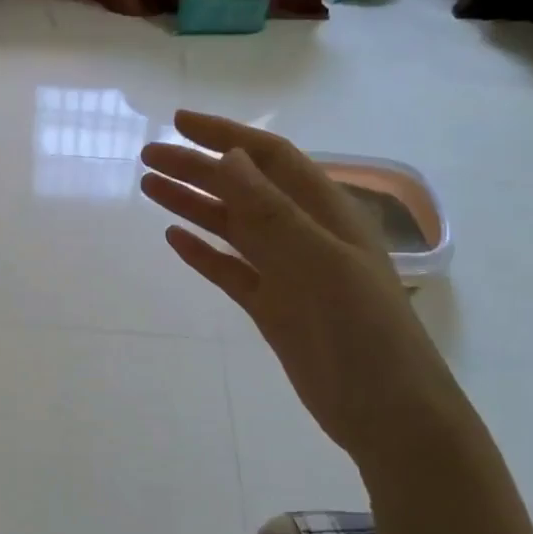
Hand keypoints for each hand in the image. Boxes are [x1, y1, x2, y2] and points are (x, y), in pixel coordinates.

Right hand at [140, 110, 464, 465]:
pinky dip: (202, 254)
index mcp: (324, 212)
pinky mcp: (272, 307)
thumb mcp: (318, 262)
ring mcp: (286, 272)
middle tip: (147, 157)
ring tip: (149, 188)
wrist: (384, 410)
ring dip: (192, 205)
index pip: (269, 158)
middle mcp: (303, 234)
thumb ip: (271, 211)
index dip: (225, 136)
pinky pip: (229, 271)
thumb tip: (228, 156)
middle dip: (197, 169)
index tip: (179, 124)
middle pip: (242, 189)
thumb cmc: (361, 329)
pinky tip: (174, 240)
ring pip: (231, 228)